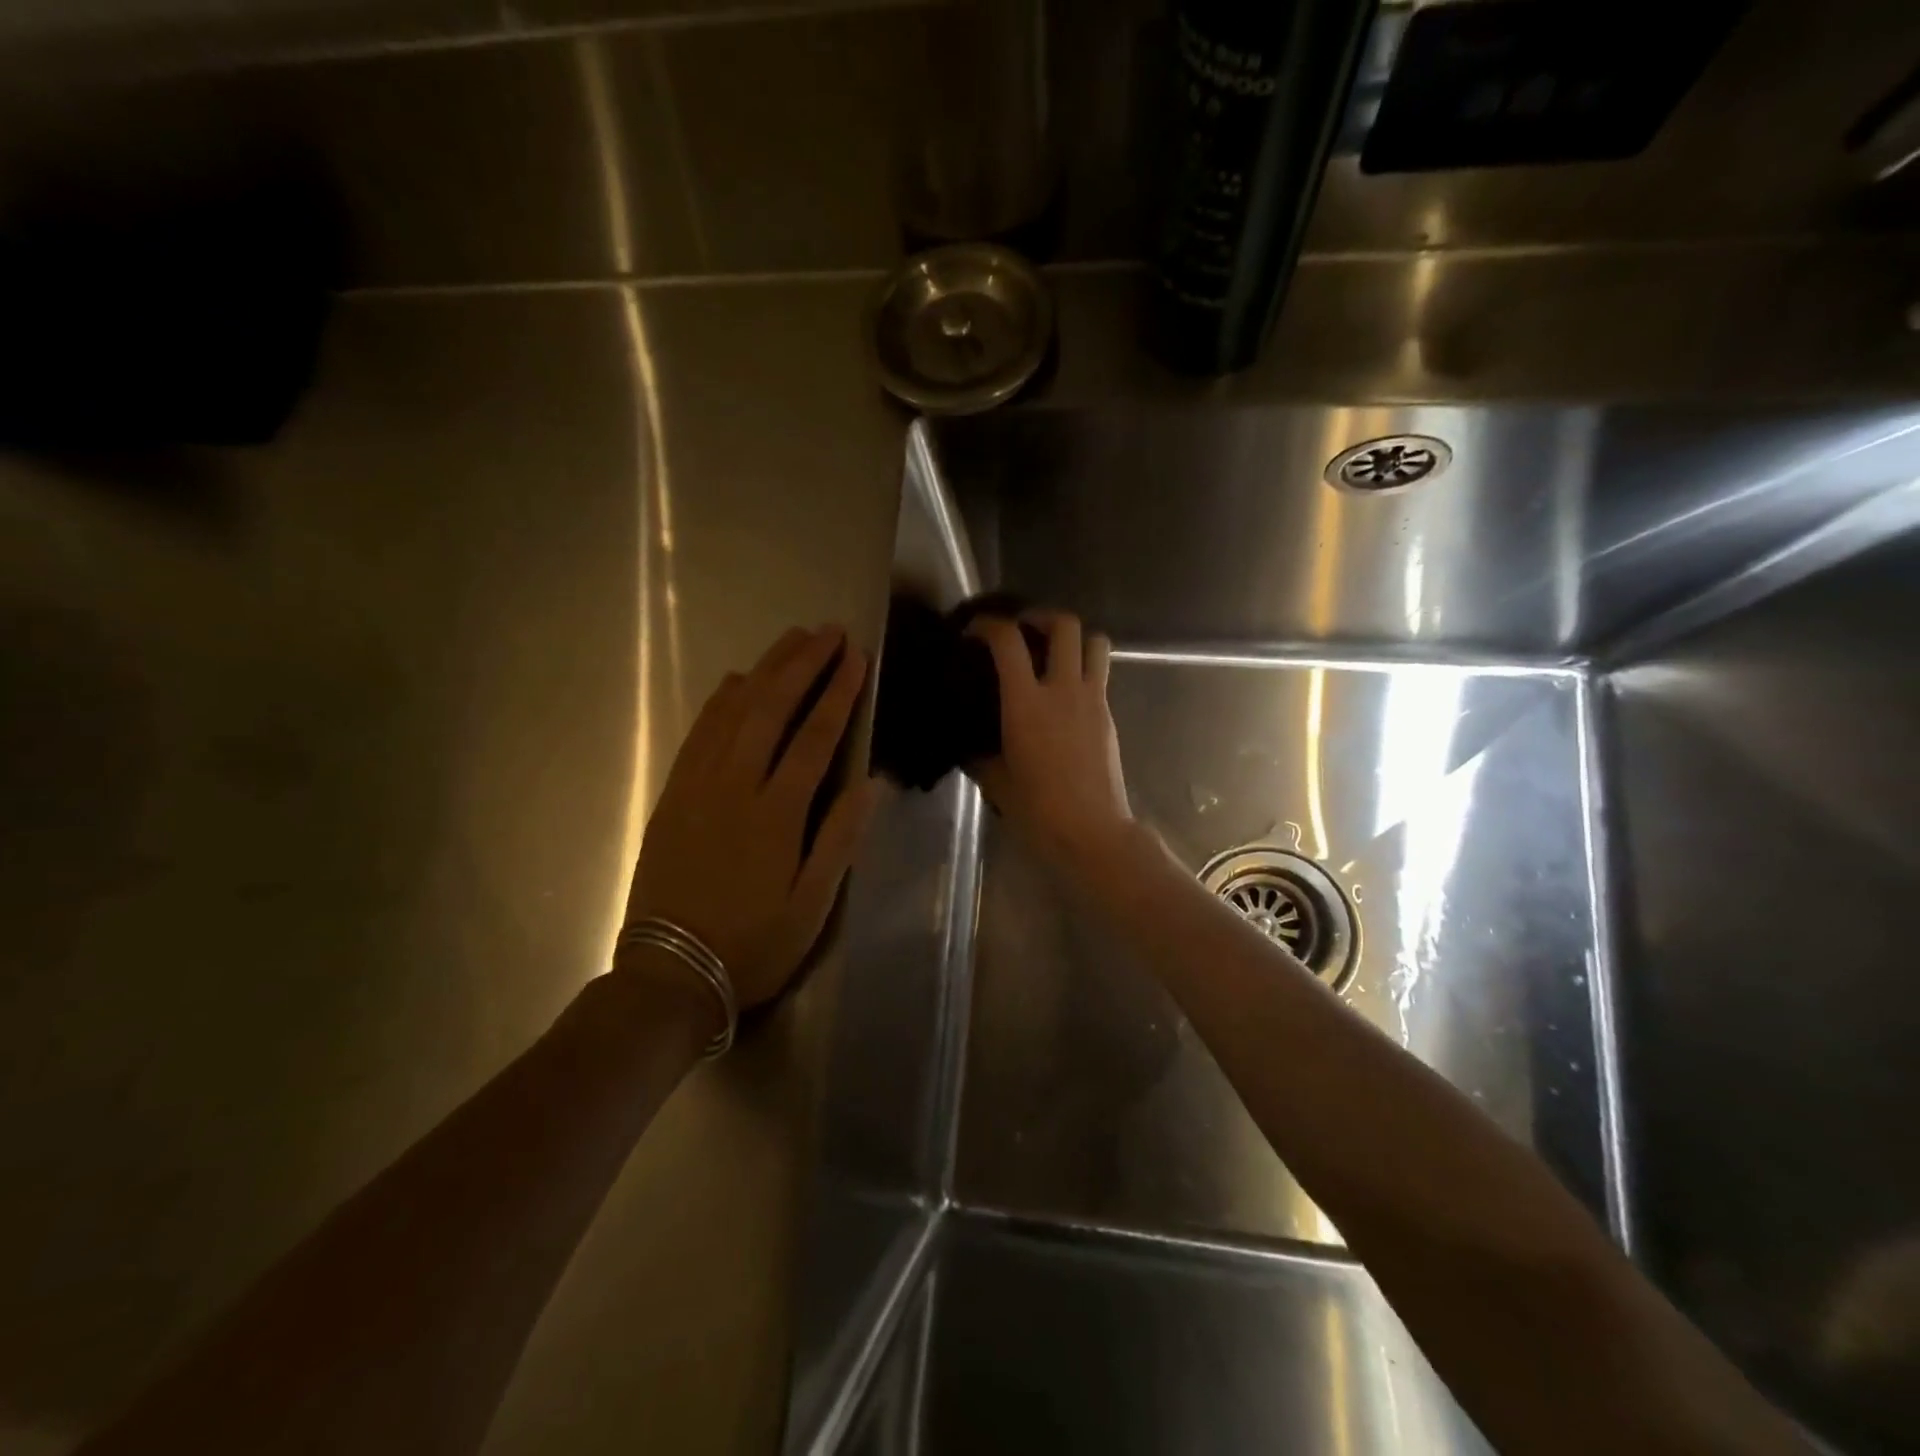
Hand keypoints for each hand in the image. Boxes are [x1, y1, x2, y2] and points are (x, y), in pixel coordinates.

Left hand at [620, 625, 883, 1011]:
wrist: (670, 972)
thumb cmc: (753, 944)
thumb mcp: (810, 906)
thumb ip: (838, 840)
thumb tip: (868, 783)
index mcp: (776, 814)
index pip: (815, 738)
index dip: (838, 694)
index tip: (857, 658)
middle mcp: (735, 787)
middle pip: (771, 709)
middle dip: (802, 665)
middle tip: (828, 633)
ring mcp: (697, 787)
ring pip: (732, 713)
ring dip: (764, 671)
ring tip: (790, 641)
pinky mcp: (672, 796)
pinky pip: (697, 735)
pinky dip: (719, 702)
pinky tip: (734, 682)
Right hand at [967, 611, 1131, 860]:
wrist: (1092, 831)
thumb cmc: (1038, 809)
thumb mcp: (996, 782)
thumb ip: (981, 756)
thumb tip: (971, 747)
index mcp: (1026, 703)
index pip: (1008, 641)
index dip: (988, 626)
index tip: (974, 632)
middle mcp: (1063, 690)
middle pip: (1064, 625)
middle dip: (1041, 616)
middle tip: (1024, 630)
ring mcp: (1092, 700)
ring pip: (1095, 642)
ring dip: (1074, 637)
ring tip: (1053, 652)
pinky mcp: (1108, 715)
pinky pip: (1100, 675)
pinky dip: (1084, 669)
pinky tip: (1065, 693)